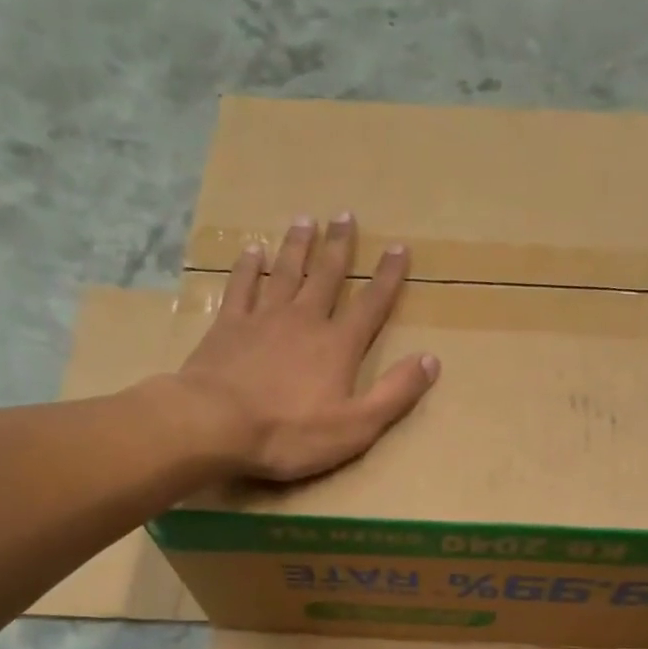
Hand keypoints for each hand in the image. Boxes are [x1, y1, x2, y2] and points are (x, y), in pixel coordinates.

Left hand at [175, 214, 438, 481]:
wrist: (216, 425)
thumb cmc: (290, 433)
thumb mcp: (356, 426)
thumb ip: (395, 393)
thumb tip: (431, 360)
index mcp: (338, 345)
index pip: (371, 304)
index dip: (388, 277)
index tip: (398, 247)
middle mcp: (304, 320)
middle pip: (326, 276)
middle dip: (340, 246)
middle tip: (345, 215)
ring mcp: (263, 319)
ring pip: (285, 272)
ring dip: (297, 246)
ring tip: (305, 220)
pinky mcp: (228, 326)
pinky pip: (241, 286)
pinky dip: (248, 266)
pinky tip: (252, 250)